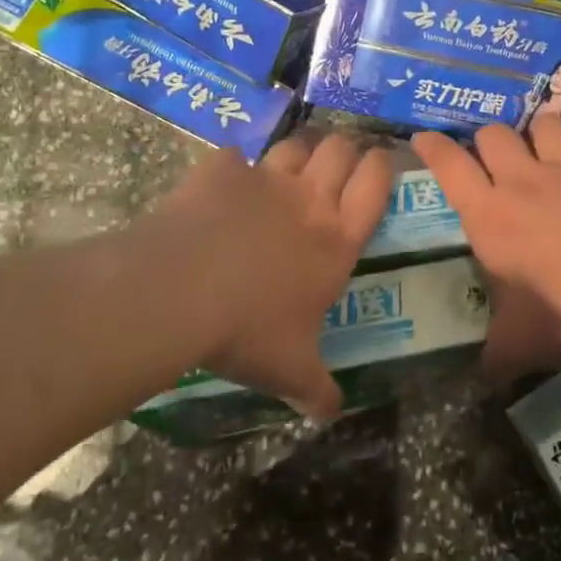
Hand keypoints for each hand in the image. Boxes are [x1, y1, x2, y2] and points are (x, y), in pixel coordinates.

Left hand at [148, 131, 390, 420]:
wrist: (179, 291)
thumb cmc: (247, 330)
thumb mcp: (289, 370)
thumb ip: (317, 390)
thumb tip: (331, 415)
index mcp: (335, 239)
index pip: (375, 184)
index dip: (381, 166)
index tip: (379, 162)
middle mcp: (307, 199)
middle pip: (340, 149)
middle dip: (344, 151)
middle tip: (337, 166)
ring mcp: (263, 179)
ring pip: (294, 145)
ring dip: (298, 153)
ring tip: (290, 169)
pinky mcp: (220, 170)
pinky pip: (234, 157)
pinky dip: (233, 168)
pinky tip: (224, 184)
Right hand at [411, 99, 560, 383]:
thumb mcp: (518, 342)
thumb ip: (496, 354)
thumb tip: (484, 378)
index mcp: (489, 215)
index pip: (450, 167)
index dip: (434, 148)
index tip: (423, 136)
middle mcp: (524, 181)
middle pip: (496, 135)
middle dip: (490, 138)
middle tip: (493, 152)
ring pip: (548, 125)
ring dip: (544, 127)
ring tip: (545, 132)